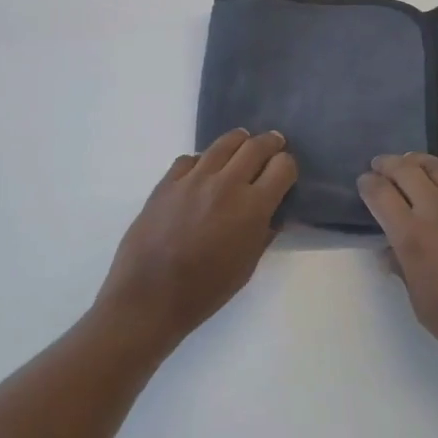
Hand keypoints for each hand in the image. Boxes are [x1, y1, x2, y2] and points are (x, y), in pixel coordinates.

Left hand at [95, 129, 296, 352]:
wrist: (148, 297)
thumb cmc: (204, 291)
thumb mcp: (247, 266)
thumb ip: (263, 233)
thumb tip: (272, 213)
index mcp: (252, 207)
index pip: (283, 166)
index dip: (288, 166)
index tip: (286, 172)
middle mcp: (226, 184)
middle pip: (256, 146)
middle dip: (270, 143)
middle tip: (274, 145)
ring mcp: (194, 179)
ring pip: (224, 143)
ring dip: (240, 141)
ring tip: (243, 144)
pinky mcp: (168, 181)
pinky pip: (191, 159)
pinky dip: (203, 160)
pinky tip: (203, 172)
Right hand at [359, 154, 437, 383]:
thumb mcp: (419, 303)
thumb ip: (402, 268)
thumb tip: (389, 250)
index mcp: (413, 238)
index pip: (381, 195)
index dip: (367, 184)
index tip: (364, 183)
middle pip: (406, 171)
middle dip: (387, 165)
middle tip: (380, 166)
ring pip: (437, 167)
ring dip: (417, 162)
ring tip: (409, 164)